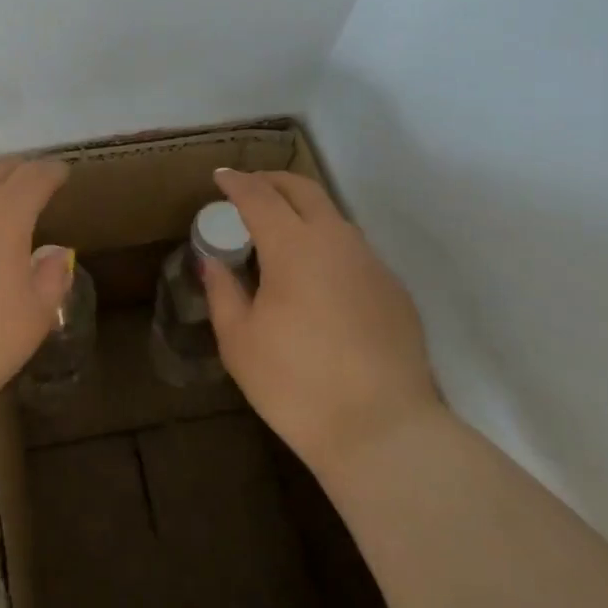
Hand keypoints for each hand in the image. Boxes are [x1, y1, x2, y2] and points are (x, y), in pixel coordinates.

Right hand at [202, 169, 442, 477]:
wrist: (383, 430)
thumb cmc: (296, 384)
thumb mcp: (240, 341)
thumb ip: (223, 291)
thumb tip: (213, 262)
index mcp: (293, 246)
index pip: (259, 196)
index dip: (236, 183)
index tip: (220, 178)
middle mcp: (336, 240)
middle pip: (304, 190)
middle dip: (273, 181)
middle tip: (250, 189)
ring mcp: (371, 263)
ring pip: (334, 217)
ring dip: (303, 212)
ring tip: (280, 233)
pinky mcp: (394, 289)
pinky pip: (353, 250)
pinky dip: (327, 244)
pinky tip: (317, 277)